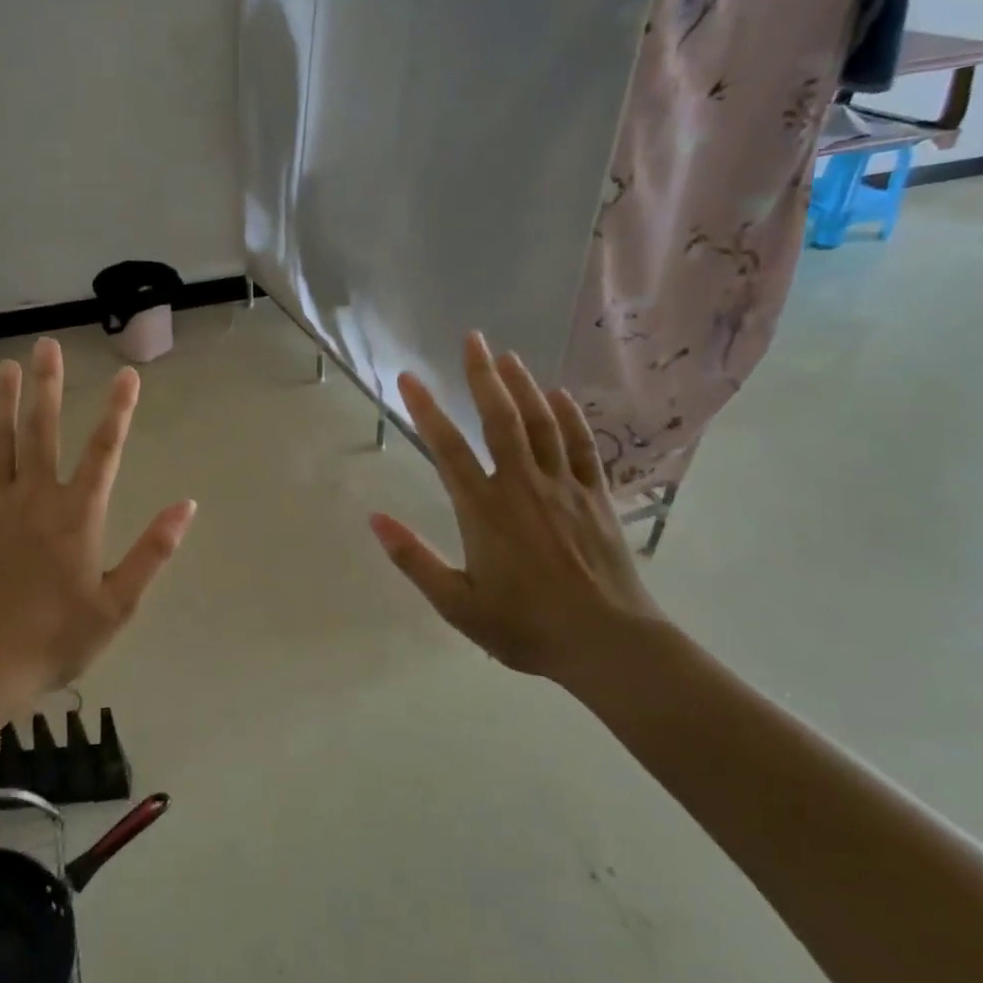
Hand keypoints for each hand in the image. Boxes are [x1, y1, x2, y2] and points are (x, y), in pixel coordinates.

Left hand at [0, 337, 196, 698]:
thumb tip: (187, 505)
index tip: (128, 375)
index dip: (119, 410)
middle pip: (43, 429)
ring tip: (4, 365)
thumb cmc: (56, 637)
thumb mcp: (118, 603)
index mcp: (78, 514)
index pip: (105, 450)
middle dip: (48, 384)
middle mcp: (36, 497)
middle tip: (46, 345)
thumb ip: (153, 551)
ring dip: (2, 400)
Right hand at [369, 331, 664, 680]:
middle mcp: (522, 486)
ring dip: (524, 386)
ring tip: (509, 356)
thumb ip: (414, 560)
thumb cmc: (526, 627)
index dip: (425, 409)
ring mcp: (564, 487)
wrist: (608, 645)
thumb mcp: (457, 605)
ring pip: (542, 423)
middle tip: (473, 338)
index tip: (408, 376)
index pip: (447, 448)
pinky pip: (582, 447)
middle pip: (500, 419)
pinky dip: (570, 418)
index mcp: (484, 510)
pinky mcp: (596, 497)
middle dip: (483, 375)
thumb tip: (374, 519)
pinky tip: (561, 396)